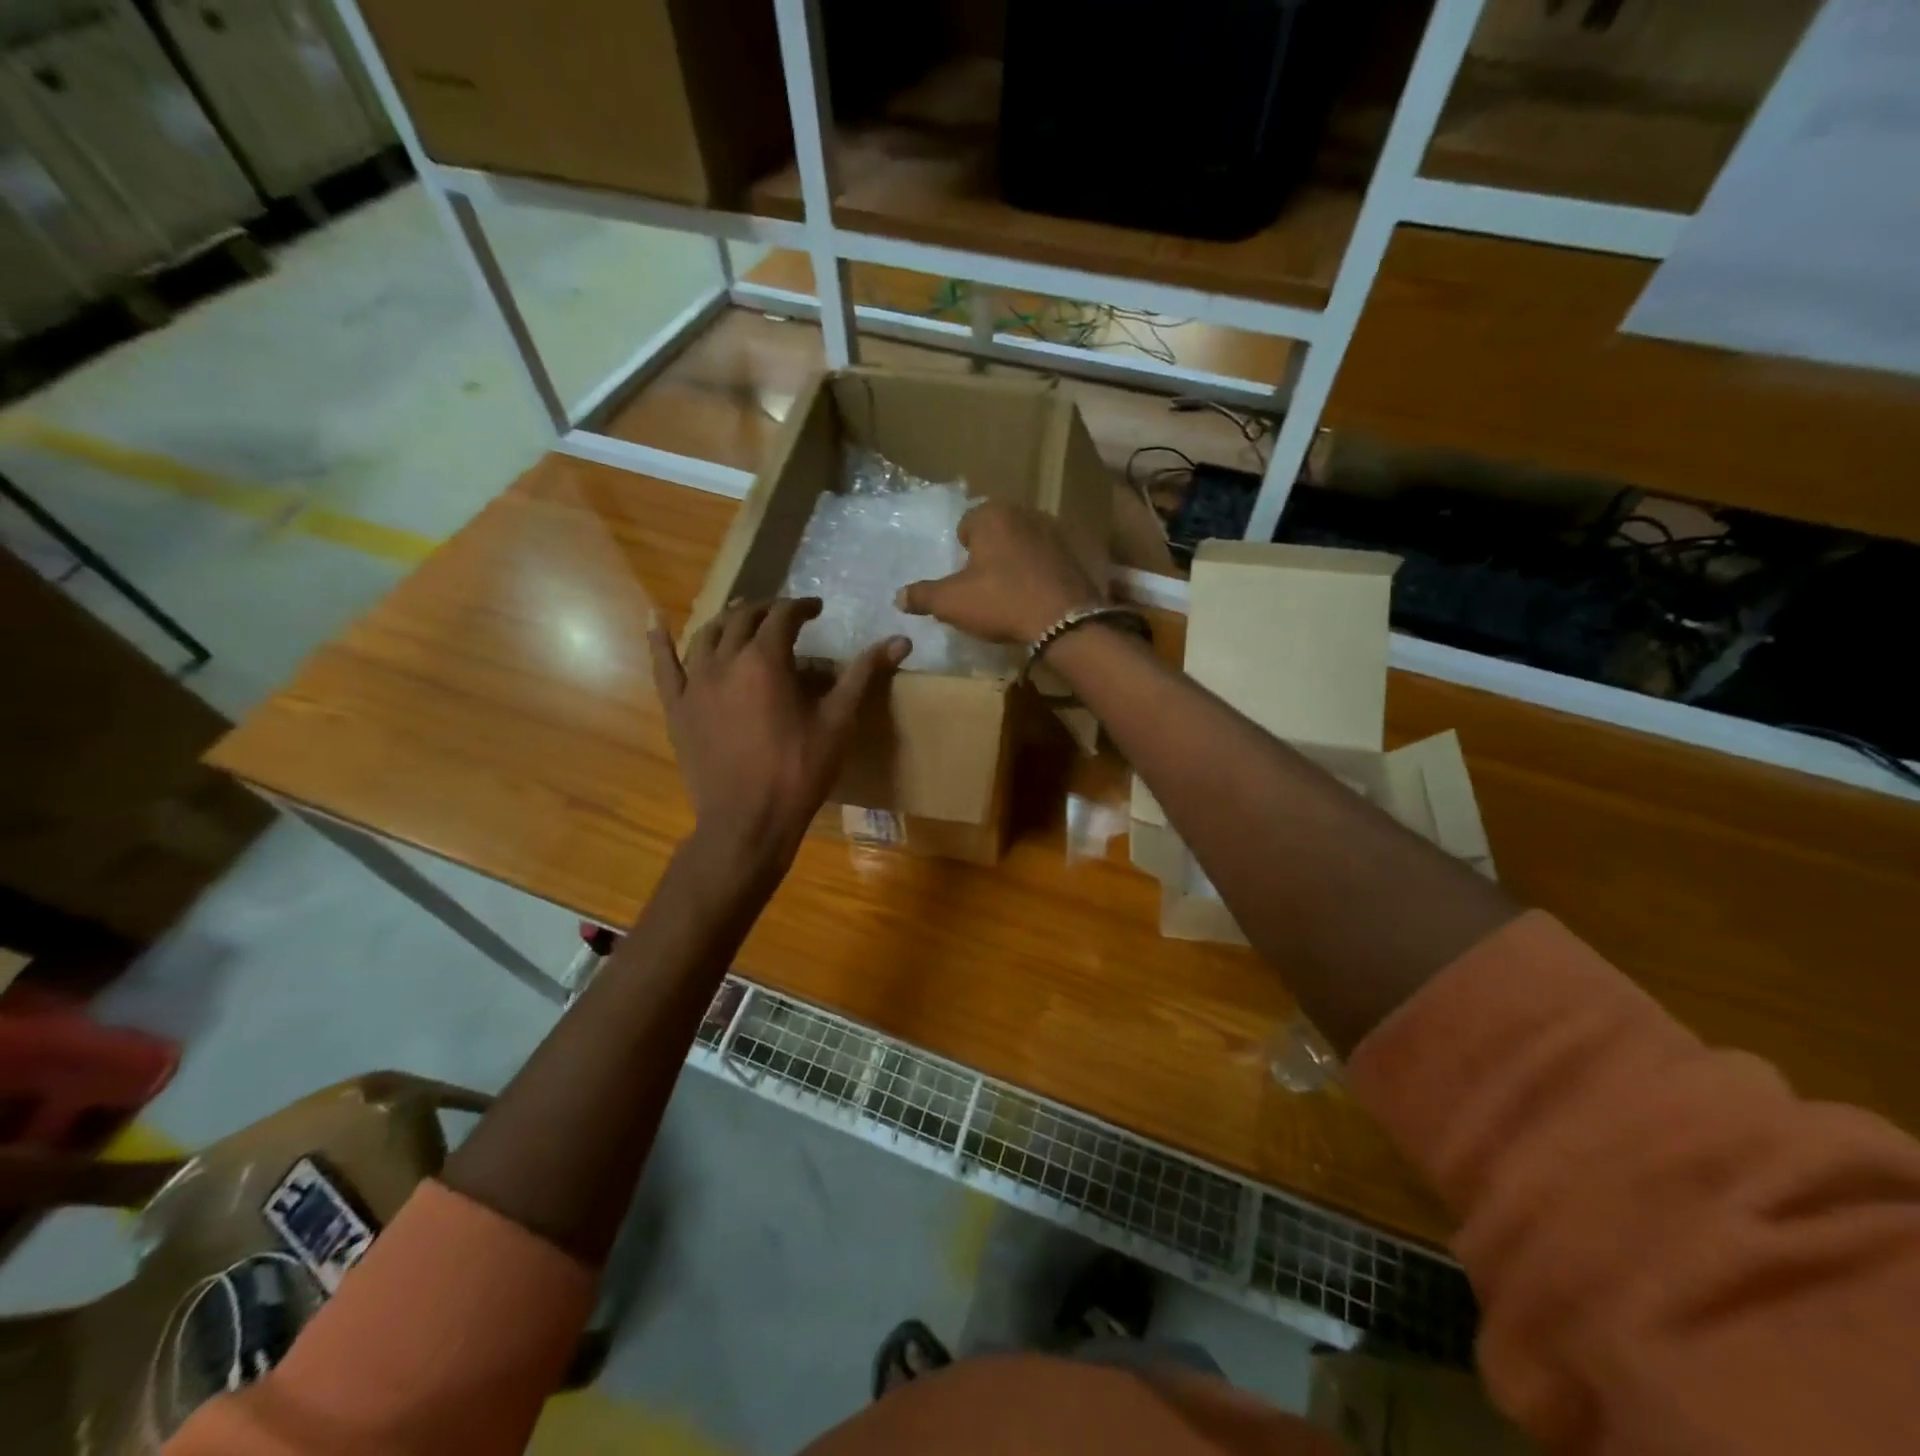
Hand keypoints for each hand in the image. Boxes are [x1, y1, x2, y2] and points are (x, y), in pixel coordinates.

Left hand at [649, 599, 908, 875]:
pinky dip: (659, 639)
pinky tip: (655, 618)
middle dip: (766, 609)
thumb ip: (864, 675)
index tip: (817, 608)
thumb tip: (901, 639)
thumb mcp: (839, 722)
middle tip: (785, 615)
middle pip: (743, 618)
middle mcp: (725, 661)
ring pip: (707, 634)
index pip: (783, 615)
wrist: (747, 821)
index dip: (801, 606)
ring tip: (742, 616)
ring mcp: (694, 683)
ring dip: (727, 619)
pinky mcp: (677, 707)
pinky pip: (664, 665)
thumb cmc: (799, 772)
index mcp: (766, 661)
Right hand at [895, 501, 1102, 643]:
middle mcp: (1024, 512)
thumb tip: (898, 597)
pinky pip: (1046, 558)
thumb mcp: (951, 602)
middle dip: (989, 551)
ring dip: (1015, 559)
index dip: (962, 549)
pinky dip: (1038, 571)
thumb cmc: (1001, 602)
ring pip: (1023, 542)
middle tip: (984, 583)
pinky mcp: (1074, 553)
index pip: (967, 523)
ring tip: (1010, 591)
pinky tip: (1035, 595)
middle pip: (997, 530)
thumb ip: (922, 596)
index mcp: (991, 515)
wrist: (1064, 621)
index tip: (963, 575)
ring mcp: (1054, 531)